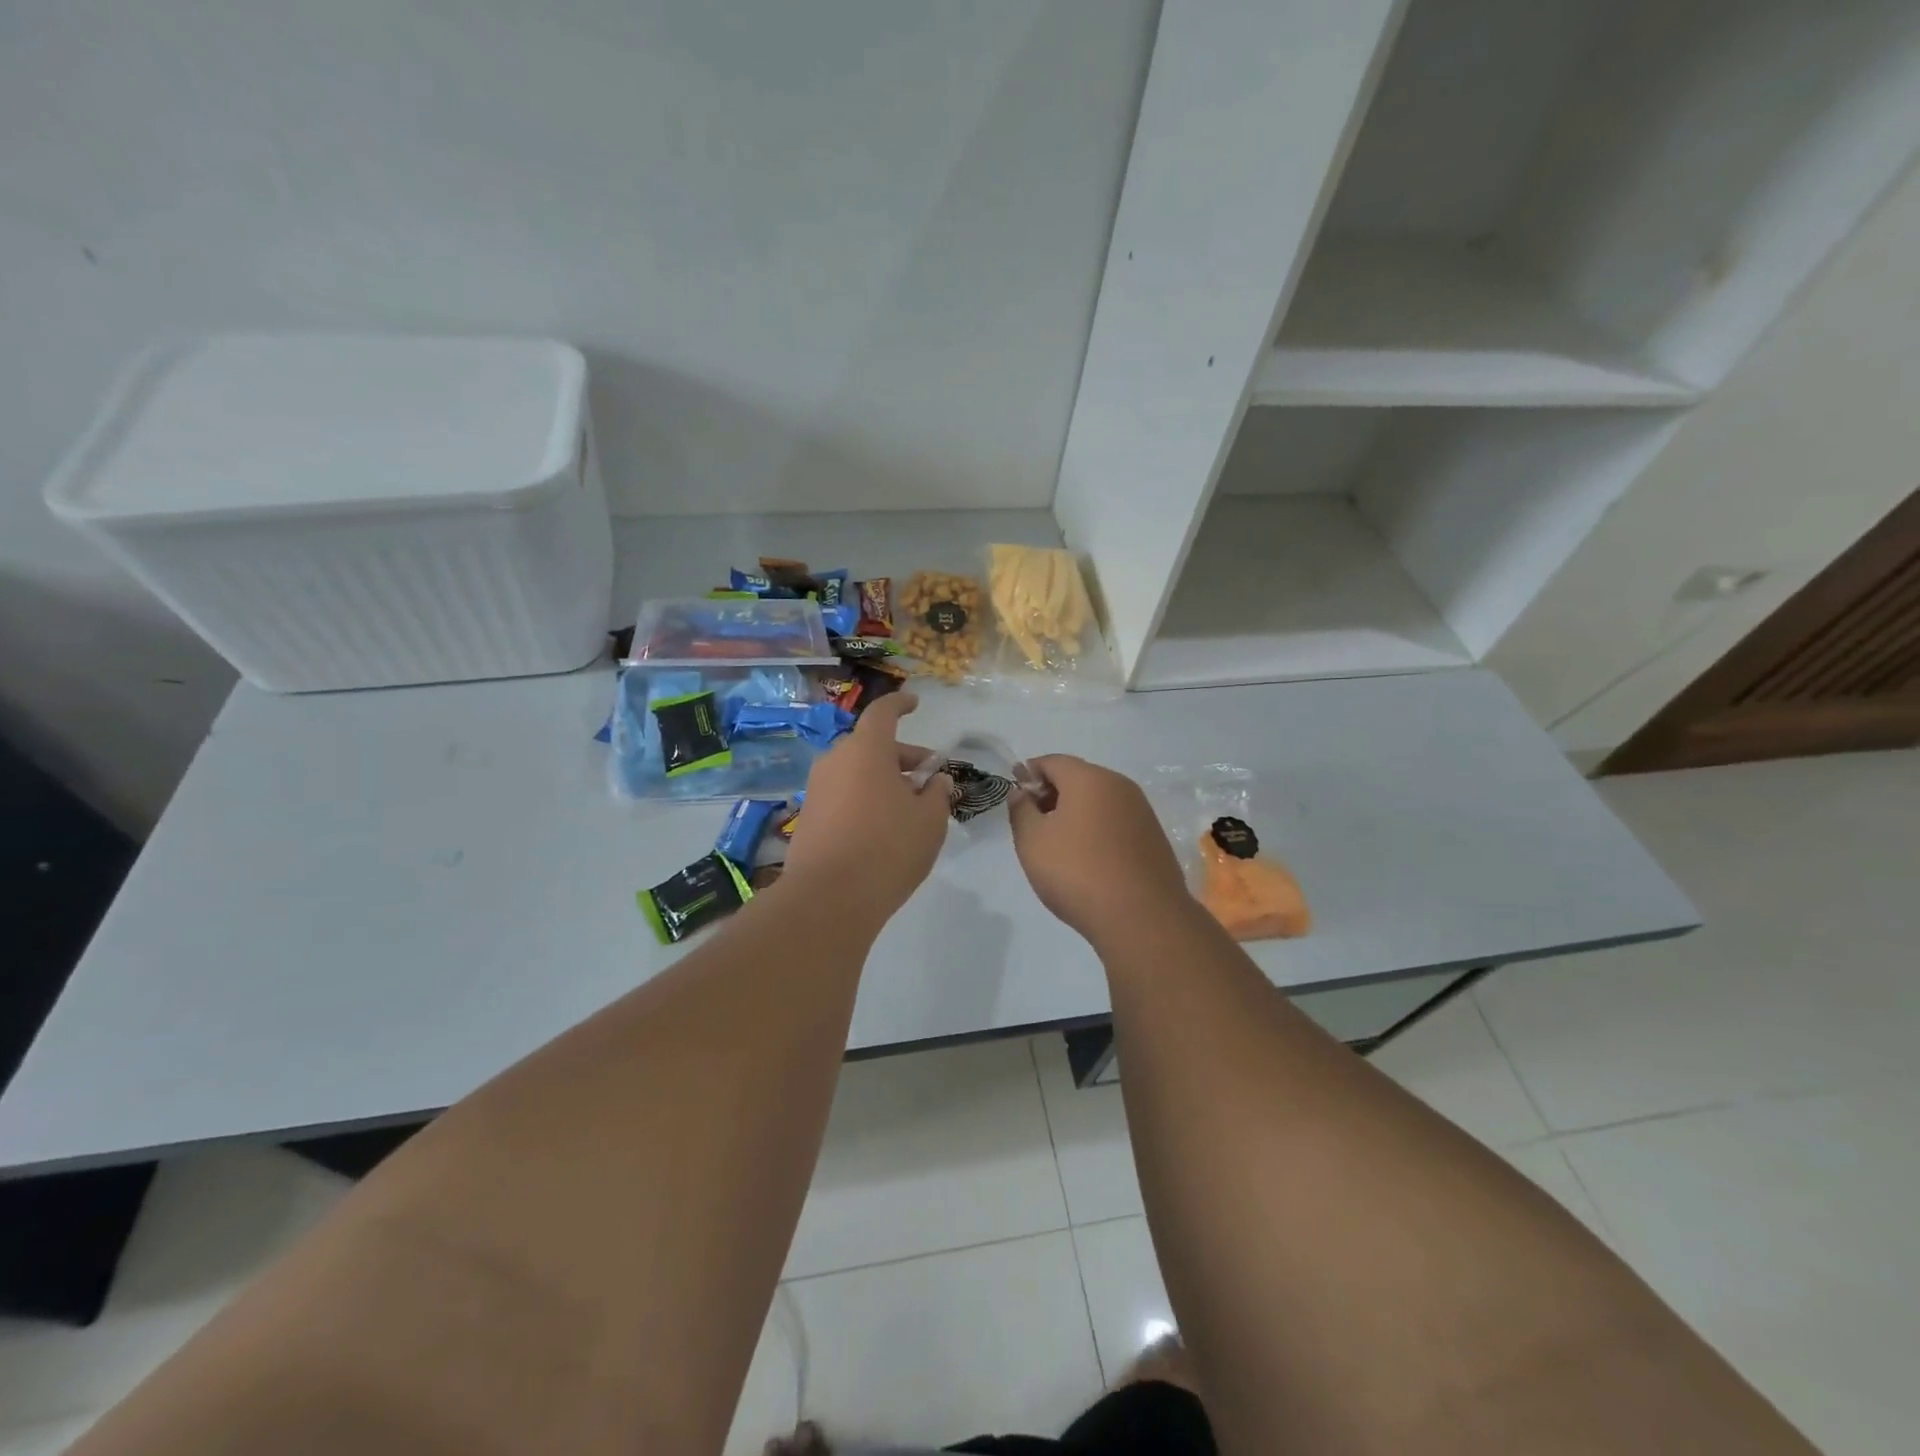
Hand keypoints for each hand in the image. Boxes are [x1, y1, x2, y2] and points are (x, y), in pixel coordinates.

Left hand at [782, 693, 953, 918]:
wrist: (828, 898)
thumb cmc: (888, 848)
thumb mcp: (929, 821)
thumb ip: (937, 794)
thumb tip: (936, 781)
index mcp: (867, 749)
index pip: (883, 712)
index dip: (900, 704)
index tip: (915, 703)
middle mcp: (836, 760)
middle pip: (871, 745)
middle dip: (903, 756)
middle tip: (929, 778)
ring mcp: (817, 789)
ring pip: (856, 771)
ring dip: (883, 779)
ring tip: (910, 807)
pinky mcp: (807, 817)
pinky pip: (842, 794)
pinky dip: (864, 798)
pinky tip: (882, 828)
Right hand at [1008, 755, 1192, 946]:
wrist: (1142, 917)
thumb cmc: (1077, 872)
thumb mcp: (1032, 842)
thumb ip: (1021, 811)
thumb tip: (1021, 793)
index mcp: (1089, 779)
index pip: (1053, 761)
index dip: (1029, 773)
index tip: (1016, 794)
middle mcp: (1120, 786)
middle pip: (1079, 778)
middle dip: (1053, 792)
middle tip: (1033, 821)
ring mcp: (1142, 811)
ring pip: (1100, 800)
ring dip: (1076, 812)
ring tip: (1058, 843)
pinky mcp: (1154, 837)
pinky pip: (1117, 821)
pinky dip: (1098, 828)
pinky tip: (1088, 857)